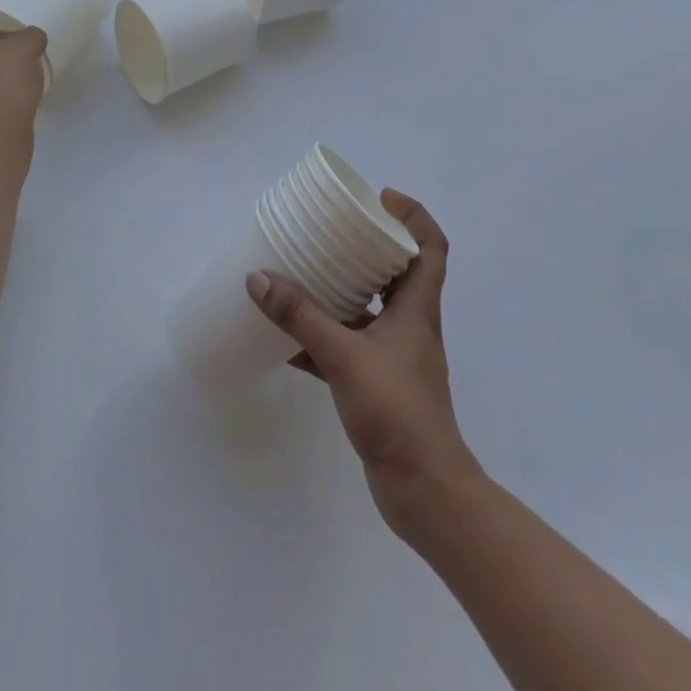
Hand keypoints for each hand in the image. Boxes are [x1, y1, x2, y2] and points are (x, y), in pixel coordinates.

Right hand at [245, 191, 482, 536]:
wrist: (423, 491)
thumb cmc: (397, 411)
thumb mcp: (345, 356)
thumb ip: (302, 317)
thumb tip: (259, 277)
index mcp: (418, 307)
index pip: (431, 246)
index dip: (413, 215)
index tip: (379, 199)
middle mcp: (411, 324)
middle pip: (398, 270)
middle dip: (369, 246)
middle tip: (333, 229)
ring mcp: (395, 356)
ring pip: (370, 308)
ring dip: (342, 290)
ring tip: (304, 271)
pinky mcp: (377, 383)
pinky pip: (347, 346)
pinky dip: (321, 337)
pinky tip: (286, 338)